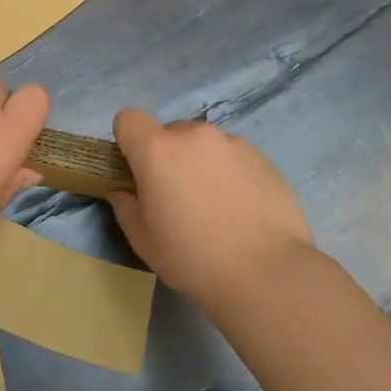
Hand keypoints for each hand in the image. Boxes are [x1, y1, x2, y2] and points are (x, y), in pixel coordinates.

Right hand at [109, 109, 315, 302]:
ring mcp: (232, 142)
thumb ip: (125, 206)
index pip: (129, 118)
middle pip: (170, 132)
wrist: (266, 272)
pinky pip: (234, 156)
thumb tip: (123, 191)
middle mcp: (194, 135)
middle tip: (179, 196)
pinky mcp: (263, 157)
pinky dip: (231, 173)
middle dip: (169, 156)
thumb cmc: (192, 257)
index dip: (129, 140)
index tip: (137, 169)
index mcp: (157, 149)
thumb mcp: (143, 240)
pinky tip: (243, 209)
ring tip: (217, 205)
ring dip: (202, 163)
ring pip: (205, 144)